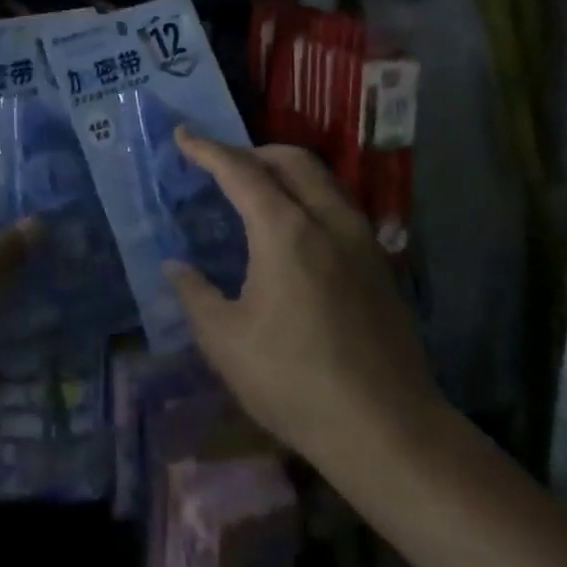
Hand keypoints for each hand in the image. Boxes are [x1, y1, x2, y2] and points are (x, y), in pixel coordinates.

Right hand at [164, 131, 444, 472]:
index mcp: (286, 232)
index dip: (207, 150)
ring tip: (255, 190)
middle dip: (251, 152)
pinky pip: (337, 205)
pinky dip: (307, 196)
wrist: (389, 431)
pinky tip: (293, 230)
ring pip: (321, 179)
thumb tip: (176, 266)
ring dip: (284, 171)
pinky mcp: (379, 264)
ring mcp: (361, 241)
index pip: (240, 172)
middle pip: (291, 160)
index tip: (182, 135)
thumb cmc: (296, 383)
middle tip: (220, 165)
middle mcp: (328, 221)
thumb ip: (195, 294)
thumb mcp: (226, 342)